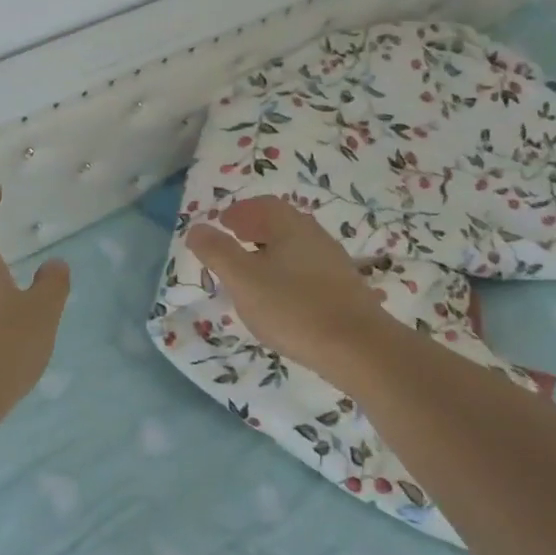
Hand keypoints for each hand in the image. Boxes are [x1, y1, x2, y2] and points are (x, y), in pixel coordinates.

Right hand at [187, 196, 392, 376]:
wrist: (359, 349)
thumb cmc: (293, 308)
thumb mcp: (243, 280)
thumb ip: (217, 252)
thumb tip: (197, 228)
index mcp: (291, 226)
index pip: (264, 205)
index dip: (240, 211)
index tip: (222, 223)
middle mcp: (316, 237)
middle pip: (281, 224)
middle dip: (254, 229)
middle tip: (233, 243)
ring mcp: (334, 264)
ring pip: (295, 248)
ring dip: (270, 252)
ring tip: (251, 273)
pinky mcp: (344, 291)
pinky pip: (307, 270)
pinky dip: (286, 273)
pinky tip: (280, 298)